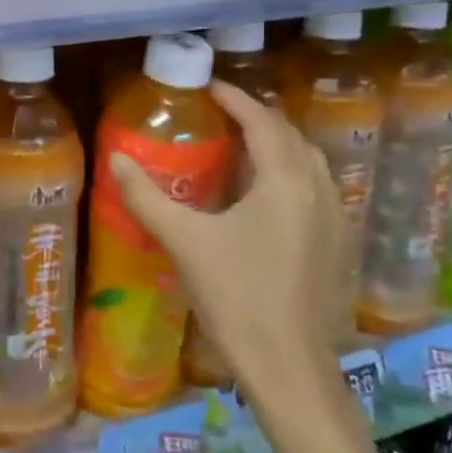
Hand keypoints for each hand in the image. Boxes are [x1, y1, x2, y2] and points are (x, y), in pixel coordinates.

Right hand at [110, 80, 349, 400]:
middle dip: (256, 117)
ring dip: (276, 143)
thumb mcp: (184, 241)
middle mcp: (318, 189)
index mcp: (285, 181)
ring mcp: (334, 218)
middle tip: (219, 113)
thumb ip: (146, 196)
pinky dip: (289, 171)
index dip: (235, 98)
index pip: (261, 121)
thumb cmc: (236, 297)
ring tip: (240, 144)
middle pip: (289, 135)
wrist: (288, 367)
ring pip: (308, 161)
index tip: (207, 85)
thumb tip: (115, 159)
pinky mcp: (336, 244)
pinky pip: (316, 187)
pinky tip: (264, 193)